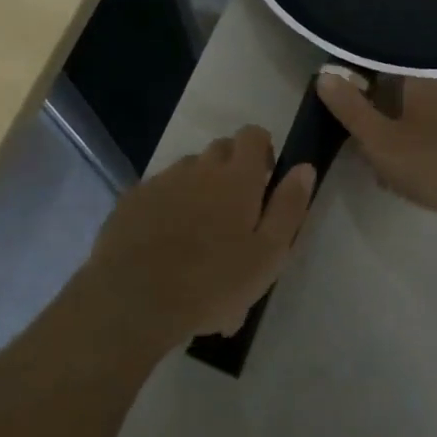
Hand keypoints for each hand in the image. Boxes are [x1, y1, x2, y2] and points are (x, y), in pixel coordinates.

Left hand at [82, 126, 314, 350]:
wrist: (133, 301)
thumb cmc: (212, 282)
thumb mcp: (268, 254)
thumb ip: (289, 206)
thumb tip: (304, 167)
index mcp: (237, 177)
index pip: (253, 135)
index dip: (262, 149)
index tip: (265, 179)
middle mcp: (199, 168)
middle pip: (220, 149)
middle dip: (232, 168)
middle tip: (236, 211)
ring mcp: (162, 182)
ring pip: (188, 171)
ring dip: (199, 187)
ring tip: (199, 231)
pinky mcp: (132, 200)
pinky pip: (158, 191)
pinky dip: (168, 205)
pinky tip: (165, 242)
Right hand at [316, 75, 436, 216]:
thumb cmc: (431, 162)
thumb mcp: (379, 138)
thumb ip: (351, 108)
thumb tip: (324, 75)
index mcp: (420, 83)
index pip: (383, 72)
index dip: (360, 88)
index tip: (344, 111)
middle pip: (401, 100)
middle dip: (379, 122)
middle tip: (361, 150)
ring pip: (419, 124)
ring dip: (399, 143)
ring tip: (384, 173)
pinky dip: (421, 157)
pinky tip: (415, 182)